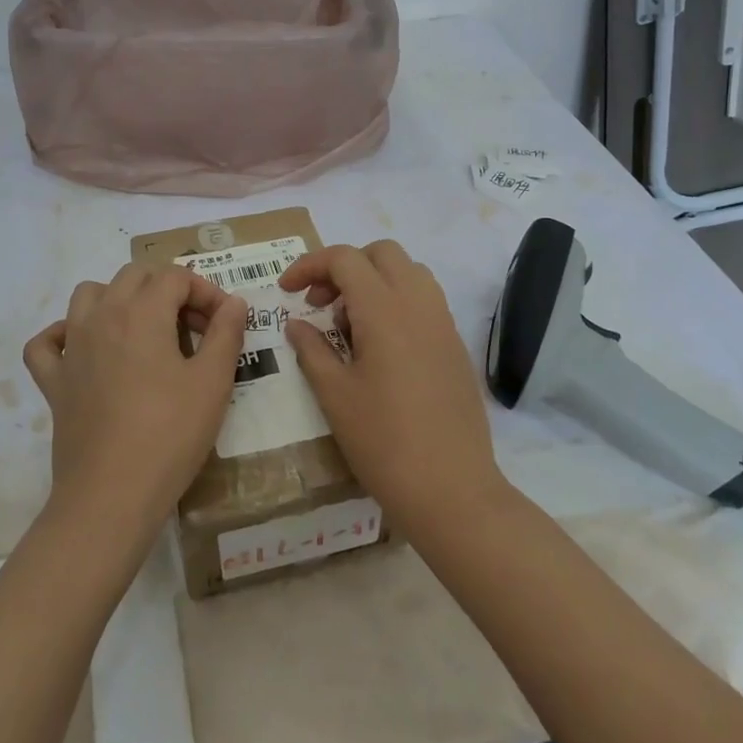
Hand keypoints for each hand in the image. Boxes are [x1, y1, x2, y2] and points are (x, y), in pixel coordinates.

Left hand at [23, 263, 247, 546]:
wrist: (112, 494)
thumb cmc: (170, 434)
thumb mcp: (213, 383)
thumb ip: (226, 334)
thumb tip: (234, 302)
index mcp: (141, 312)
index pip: (176, 276)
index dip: (206, 291)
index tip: (223, 322)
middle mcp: (101, 317)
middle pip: (134, 276)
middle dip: (167, 289)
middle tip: (193, 327)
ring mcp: (71, 348)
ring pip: (88, 295)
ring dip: (118, 299)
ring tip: (144, 330)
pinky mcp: (53, 381)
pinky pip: (47, 343)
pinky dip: (63, 336)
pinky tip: (85, 351)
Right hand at [280, 240, 506, 534]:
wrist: (451, 488)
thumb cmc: (383, 441)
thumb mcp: (335, 394)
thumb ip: (312, 349)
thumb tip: (298, 323)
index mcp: (384, 310)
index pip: (344, 259)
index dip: (309, 265)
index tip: (287, 290)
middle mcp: (419, 304)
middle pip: (382, 253)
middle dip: (344, 266)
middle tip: (321, 304)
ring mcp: (443, 323)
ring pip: (408, 272)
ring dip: (374, 281)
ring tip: (349, 326)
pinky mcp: (455, 345)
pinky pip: (425, 300)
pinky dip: (396, 302)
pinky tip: (379, 347)